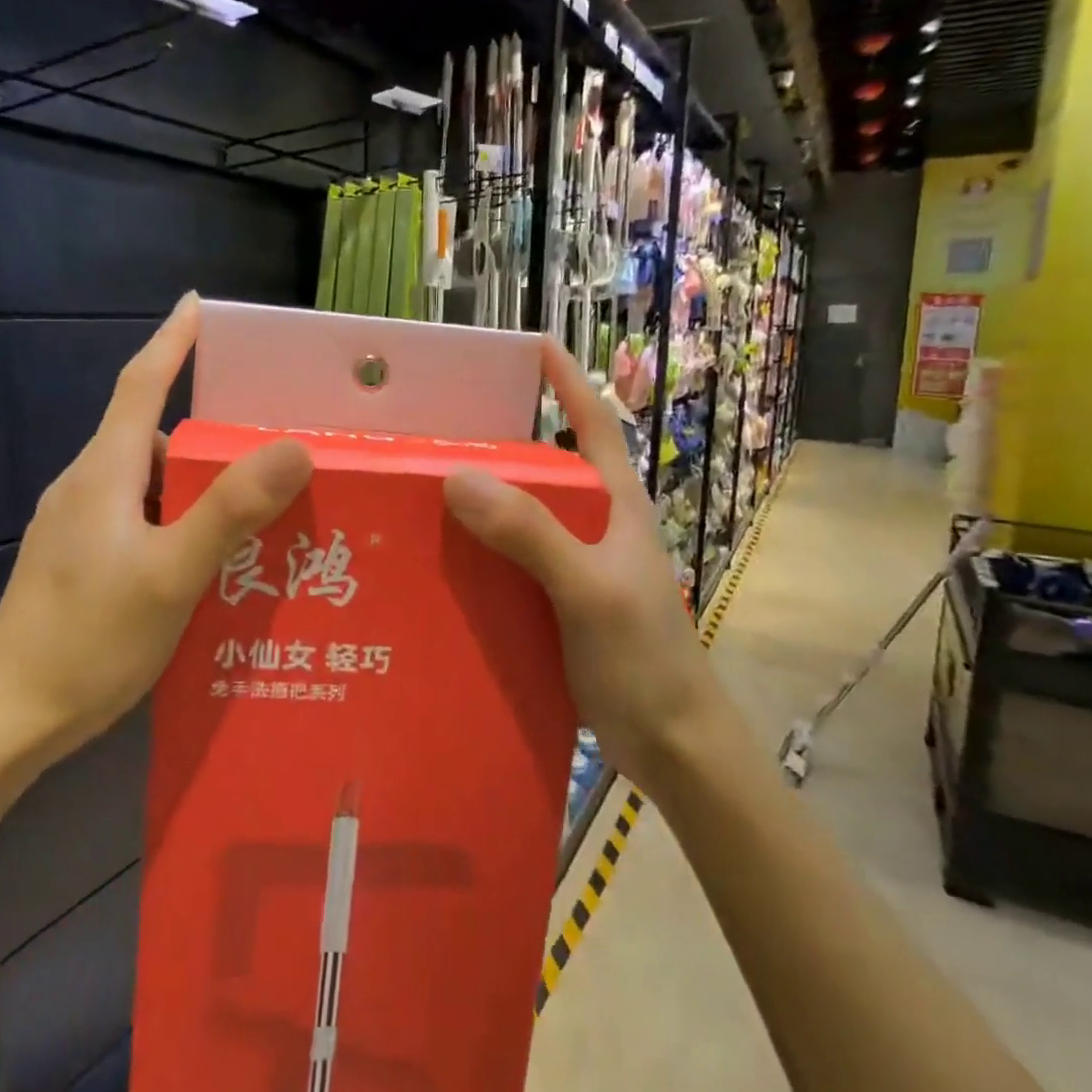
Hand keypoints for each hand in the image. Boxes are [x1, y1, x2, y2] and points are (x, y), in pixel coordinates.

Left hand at [0, 294, 312, 759]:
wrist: (6, 718)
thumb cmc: (88, 638)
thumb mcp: (173, 573)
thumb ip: (232, 510)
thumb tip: (293, 448)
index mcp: (105, 472)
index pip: (141, 384)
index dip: (171, 341)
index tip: (198, 306)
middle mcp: (88, 487)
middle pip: (156, 437)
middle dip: (211, 434)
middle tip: (273, 449)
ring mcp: (79, 527)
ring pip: (152, 484)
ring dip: (201, 487)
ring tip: (259, 513)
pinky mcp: (81, 561)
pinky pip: (142, 519)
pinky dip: (181, 522)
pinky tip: (214, 560)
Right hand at [443, 337, 735, 793]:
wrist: (672, 746)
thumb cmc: (645, 660)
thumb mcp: (590, 590)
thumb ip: (532, 535)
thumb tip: (459, 477)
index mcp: (616, 506)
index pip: (594, 424)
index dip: (567, 381)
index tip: (530, 345)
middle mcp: (594, 527)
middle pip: (545, 469)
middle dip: (499, 444)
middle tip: (437, 430)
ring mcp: (575, 568)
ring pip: (521, 519)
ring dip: (481, 503)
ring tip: (419, 492)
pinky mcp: (557, 605)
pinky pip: (510, 564)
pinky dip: (479, 555)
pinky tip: (439, 562)